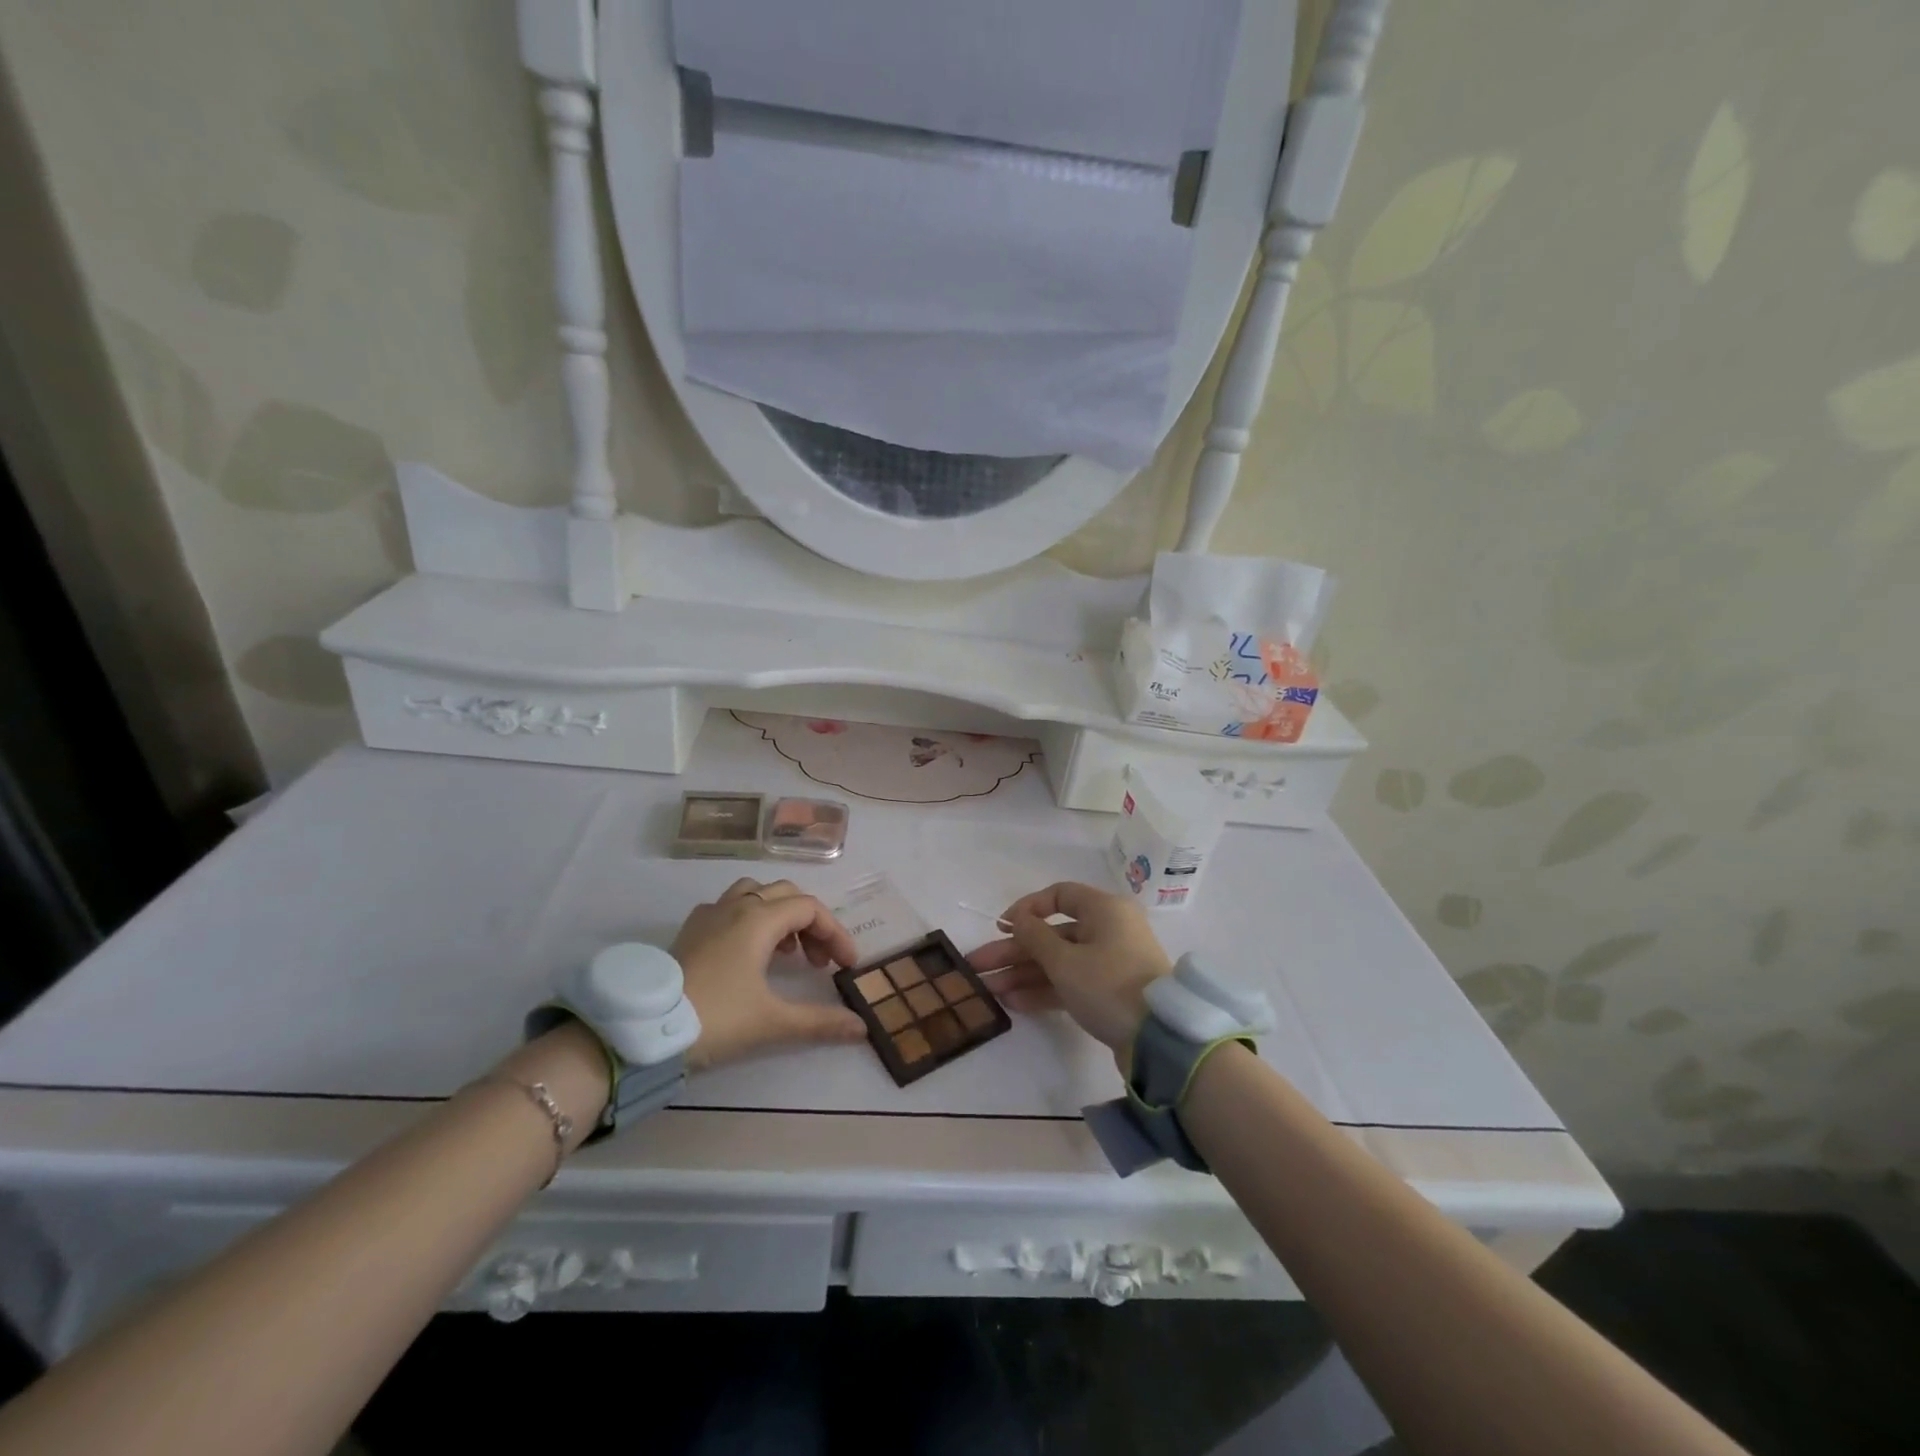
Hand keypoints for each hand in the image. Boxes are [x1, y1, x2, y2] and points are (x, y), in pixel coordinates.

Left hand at [671, 879, 867, 1071]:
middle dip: (811, 924)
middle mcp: (736, 905)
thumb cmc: (716, 1018)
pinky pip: (728, 907)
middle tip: (818, 962)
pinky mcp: (689, 930)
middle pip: (787, 895)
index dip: (835, 933)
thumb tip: (862, 1028)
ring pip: (755, 893)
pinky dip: (749, 919)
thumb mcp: (773, 1022)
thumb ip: (820, 1022)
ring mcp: (709, 914)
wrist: (644, 1030)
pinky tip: (745, 952)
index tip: (846, 966)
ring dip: (779, 915)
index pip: (811, 909)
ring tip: (785, 952)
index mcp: (760, 918)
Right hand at [967, 881, 1172, 1052]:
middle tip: (977, 966)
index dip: (1027, 908)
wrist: (1160, 1039)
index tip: (1002, 926)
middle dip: (1013, 951)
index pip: (1059, 896)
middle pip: (1052, 934)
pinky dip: (1044, 990)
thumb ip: (1034, 937)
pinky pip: (1070, 983)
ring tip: (987, 991)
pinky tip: (1013, 1002)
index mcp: (1104, 910)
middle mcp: (1108, 930)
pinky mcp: (1109, 993)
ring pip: (1058, 961)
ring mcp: (1109, 963)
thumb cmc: (1109, 985)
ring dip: (1023, 974)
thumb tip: (1018, 920)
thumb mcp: (1065, 961)